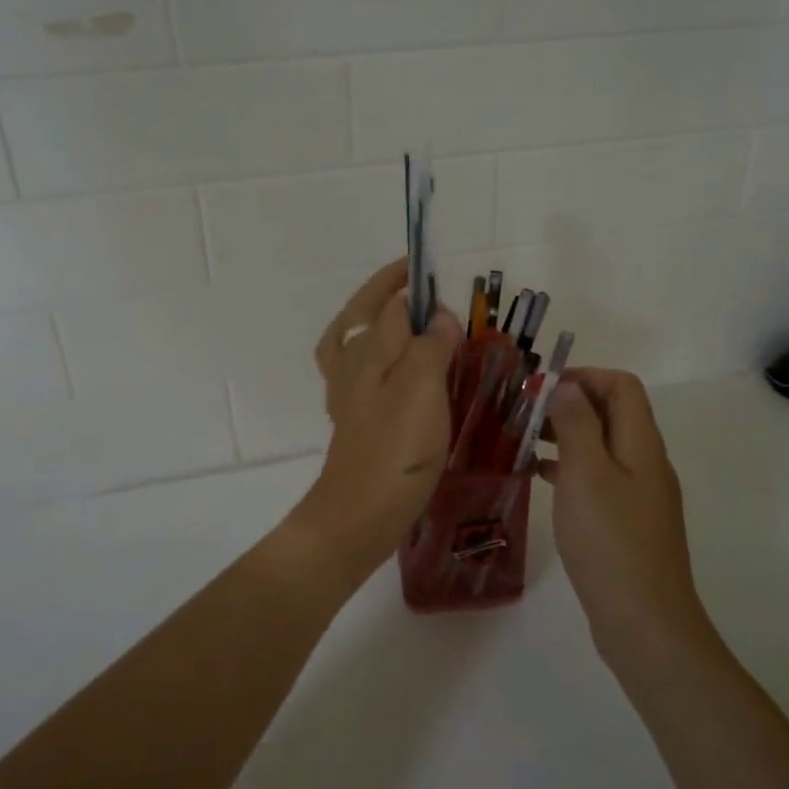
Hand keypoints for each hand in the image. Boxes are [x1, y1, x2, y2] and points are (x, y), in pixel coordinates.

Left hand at [287, 259, 461, 586]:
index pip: (390, 301)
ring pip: (352, 339)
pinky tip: (389, 368)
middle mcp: (352, 364)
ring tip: (398, 312)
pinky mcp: (353, 418)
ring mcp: (347, 392)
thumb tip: (438, 315)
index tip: (441, 276)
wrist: (359, 513)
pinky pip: (356, 373)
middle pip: (364, 313)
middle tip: (416, 279)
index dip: (413, 285)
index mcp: (368, 350)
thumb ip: (430, 345)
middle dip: (387, 290)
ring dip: (371, 318)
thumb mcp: (421, 389)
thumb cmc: (395, 449)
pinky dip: (369, 356)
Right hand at [539, 368, 709, 661]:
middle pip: (612, 412)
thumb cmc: (610, 540)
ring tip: (524, 441)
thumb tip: (567, 386)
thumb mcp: (586, 472)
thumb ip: (577, 423)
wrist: (644, 620)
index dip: (583, 376)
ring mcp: (639, 494)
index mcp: (641, 443)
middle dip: (569, 404)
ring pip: (601, 446)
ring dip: (566, 435)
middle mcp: (645, 461)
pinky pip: (598, 477)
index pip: (621, 385)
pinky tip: (541, 478)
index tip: (540, 388)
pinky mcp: (627, 521)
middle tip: (524, 413)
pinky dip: (570, 468)